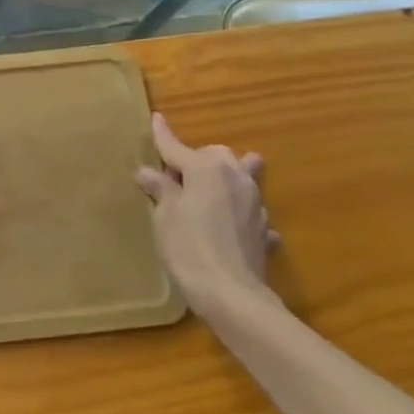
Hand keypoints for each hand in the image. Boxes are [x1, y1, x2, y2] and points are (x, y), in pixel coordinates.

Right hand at [136, 113, 273, 310]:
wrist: (232, 296)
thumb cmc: (189, 247)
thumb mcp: (165, 216)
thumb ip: (160, 190)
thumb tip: (149, 172)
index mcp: (206, 169)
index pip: (176, 147)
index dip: (163, 135)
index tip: (156, 118)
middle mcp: (235, 178)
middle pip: (217, 155)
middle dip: (199, 158)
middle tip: (178, 174)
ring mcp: (254, 204)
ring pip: (243, 176)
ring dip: (228, 177)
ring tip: (214, 187)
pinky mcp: (264, 231)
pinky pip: (251, 211)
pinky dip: (241, 212)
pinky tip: (234, 225)